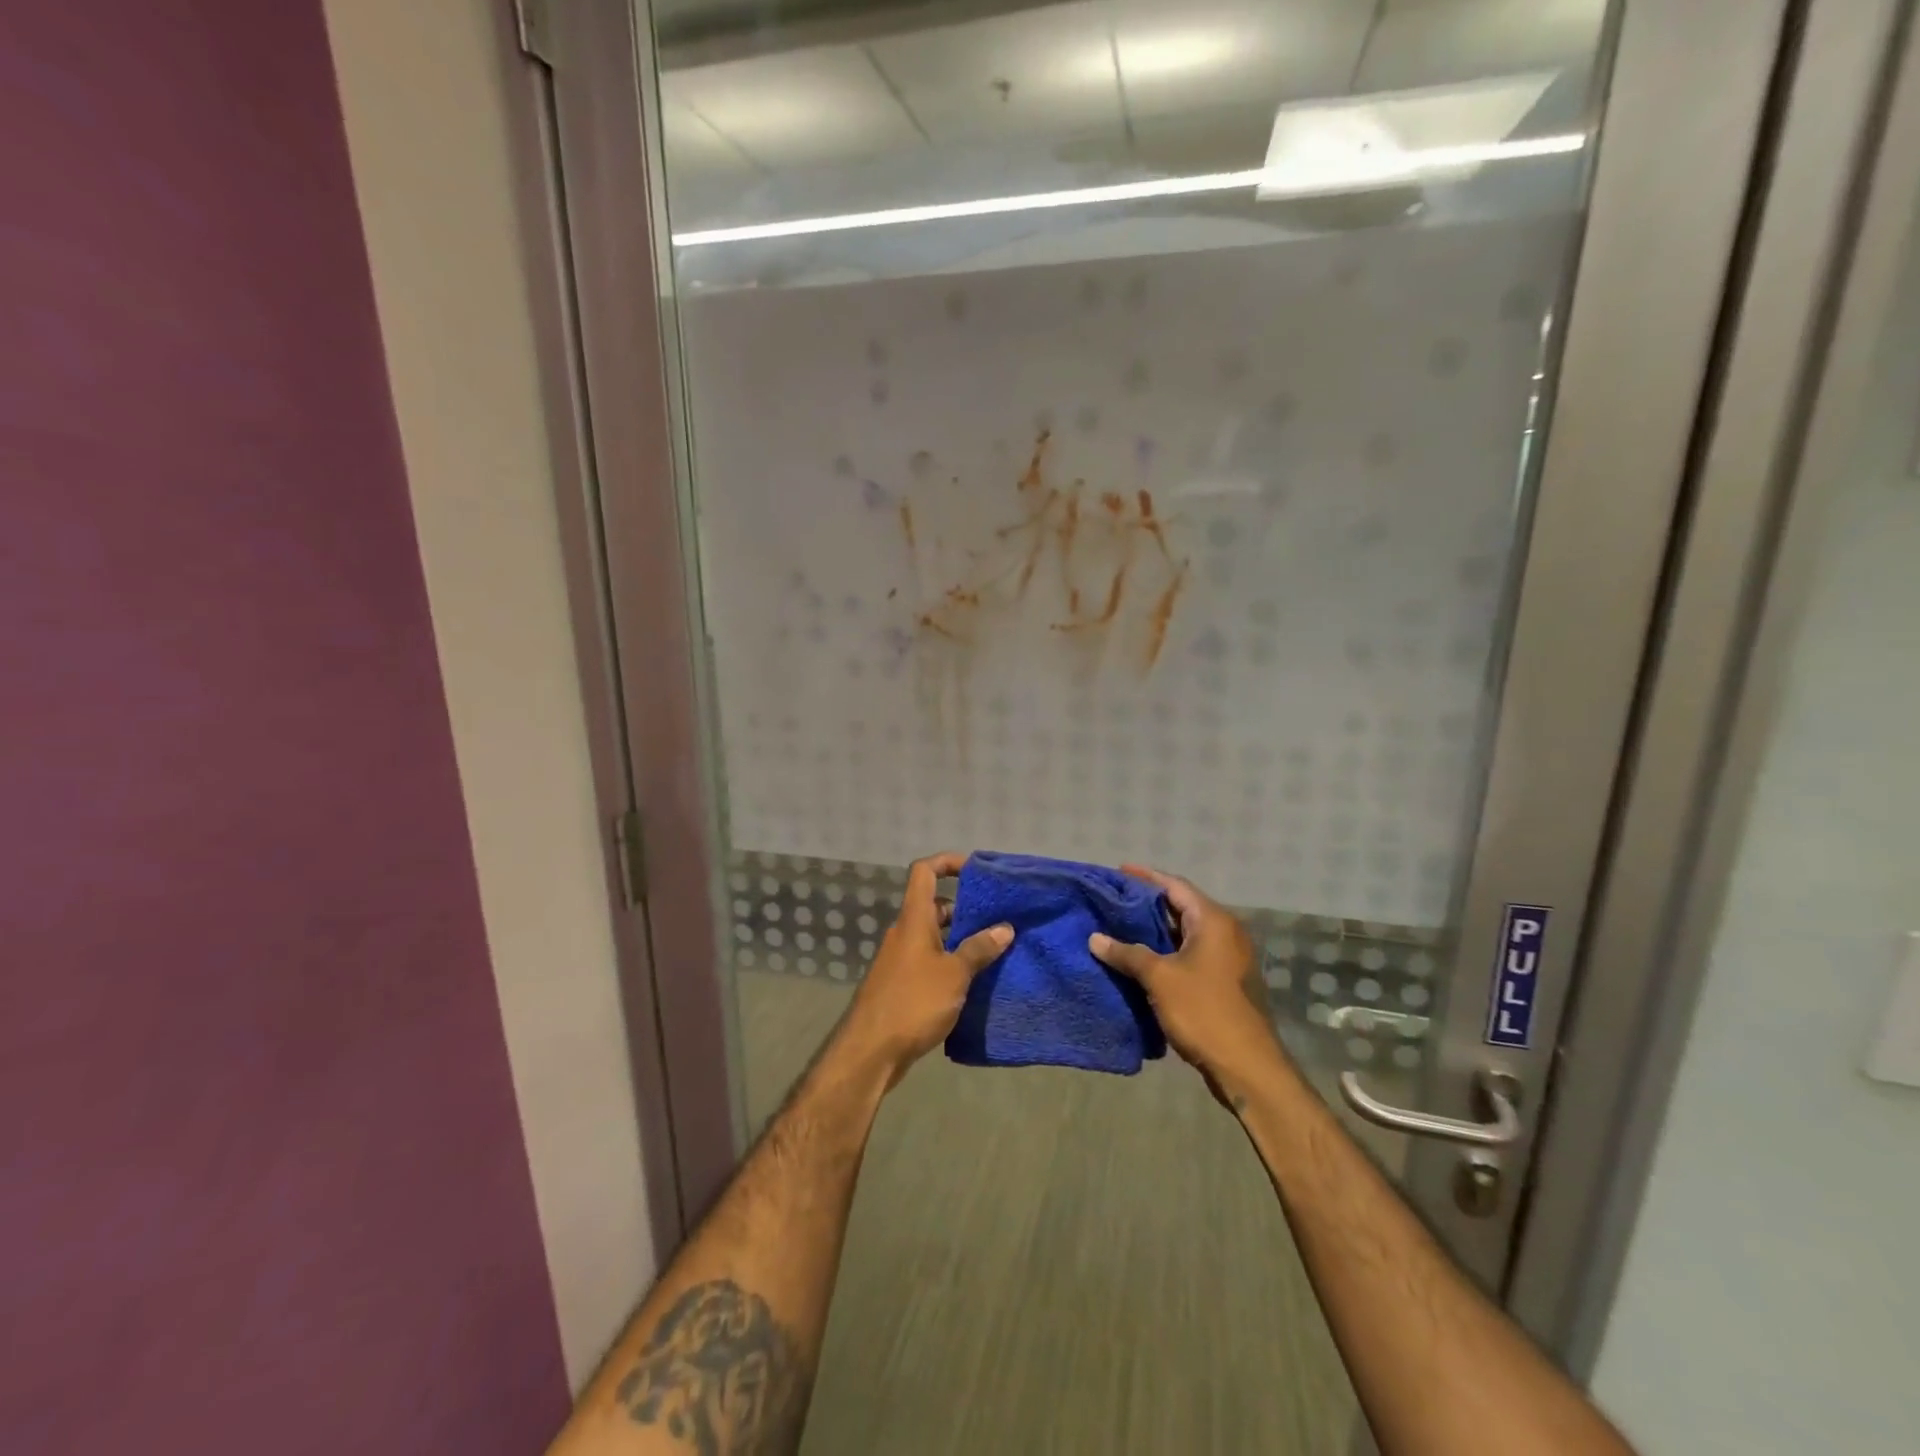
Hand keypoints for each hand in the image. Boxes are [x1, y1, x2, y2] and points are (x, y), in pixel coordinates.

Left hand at [838, 852, 1012, 1086]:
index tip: (975, 869)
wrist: (870, 1051)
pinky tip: (973, 981)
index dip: (947, 862)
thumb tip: (1004, 928)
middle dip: (964, 908)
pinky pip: (929, 960)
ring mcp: (901, 959)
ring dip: (960, 939)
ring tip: (993, 951)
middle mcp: (905, 933)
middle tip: (997, 919)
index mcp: (914, 919)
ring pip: (933, 936)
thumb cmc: (913, 1002)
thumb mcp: (954, 974)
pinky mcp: (901, 984)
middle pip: (933, 905)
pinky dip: (950, 962)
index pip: (924, 871)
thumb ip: (979, 949)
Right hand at [1089, 865, 1281, 1107]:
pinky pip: (1188, 955)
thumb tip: (1095, 938)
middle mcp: (1224, 933)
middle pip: (1180, 906)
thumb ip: (1127, 953)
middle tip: (1112, 901)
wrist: (1246, 1066)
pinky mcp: (1222, 982)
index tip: (1118, 872)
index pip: (1175, 885)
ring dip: (1153, 930)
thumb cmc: (1204, 1011)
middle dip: (1146, 903)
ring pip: (1183, 934)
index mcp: (1213, 921)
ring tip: (1118, 928)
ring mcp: (1226, 959)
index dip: (1145, 877)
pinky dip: (1164, 952)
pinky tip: (1138, 960)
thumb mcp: (1159, 977)